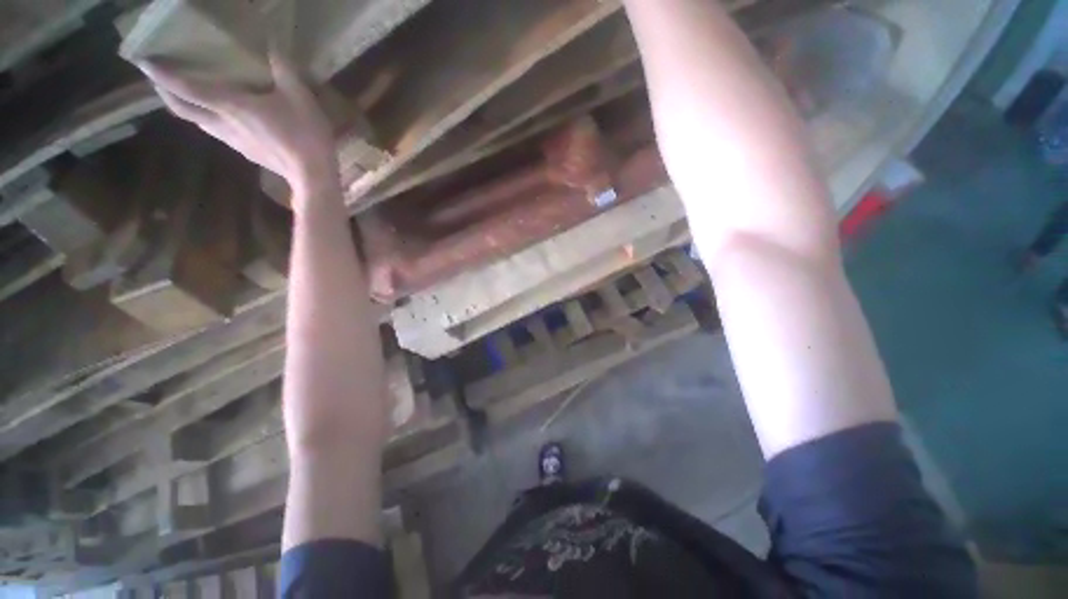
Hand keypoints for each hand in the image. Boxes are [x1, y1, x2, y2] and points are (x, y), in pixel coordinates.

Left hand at [139, 53, 336, 199]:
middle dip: (165, 92)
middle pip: (181, 108)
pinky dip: (207, 118)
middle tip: (156, 78)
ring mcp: (232, 140)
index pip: (184, 88)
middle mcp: (222, 123)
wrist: (313, 176)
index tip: (142, 61)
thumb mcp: (299, 96)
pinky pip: (216, 130)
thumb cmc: (304, 135)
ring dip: (185, 105)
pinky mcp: (245, 151)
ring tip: (185, 93)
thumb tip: (273, 44)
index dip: (161, 74)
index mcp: (230, 105)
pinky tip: (219, 115)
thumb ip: (284, 69)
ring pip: (197, 121)